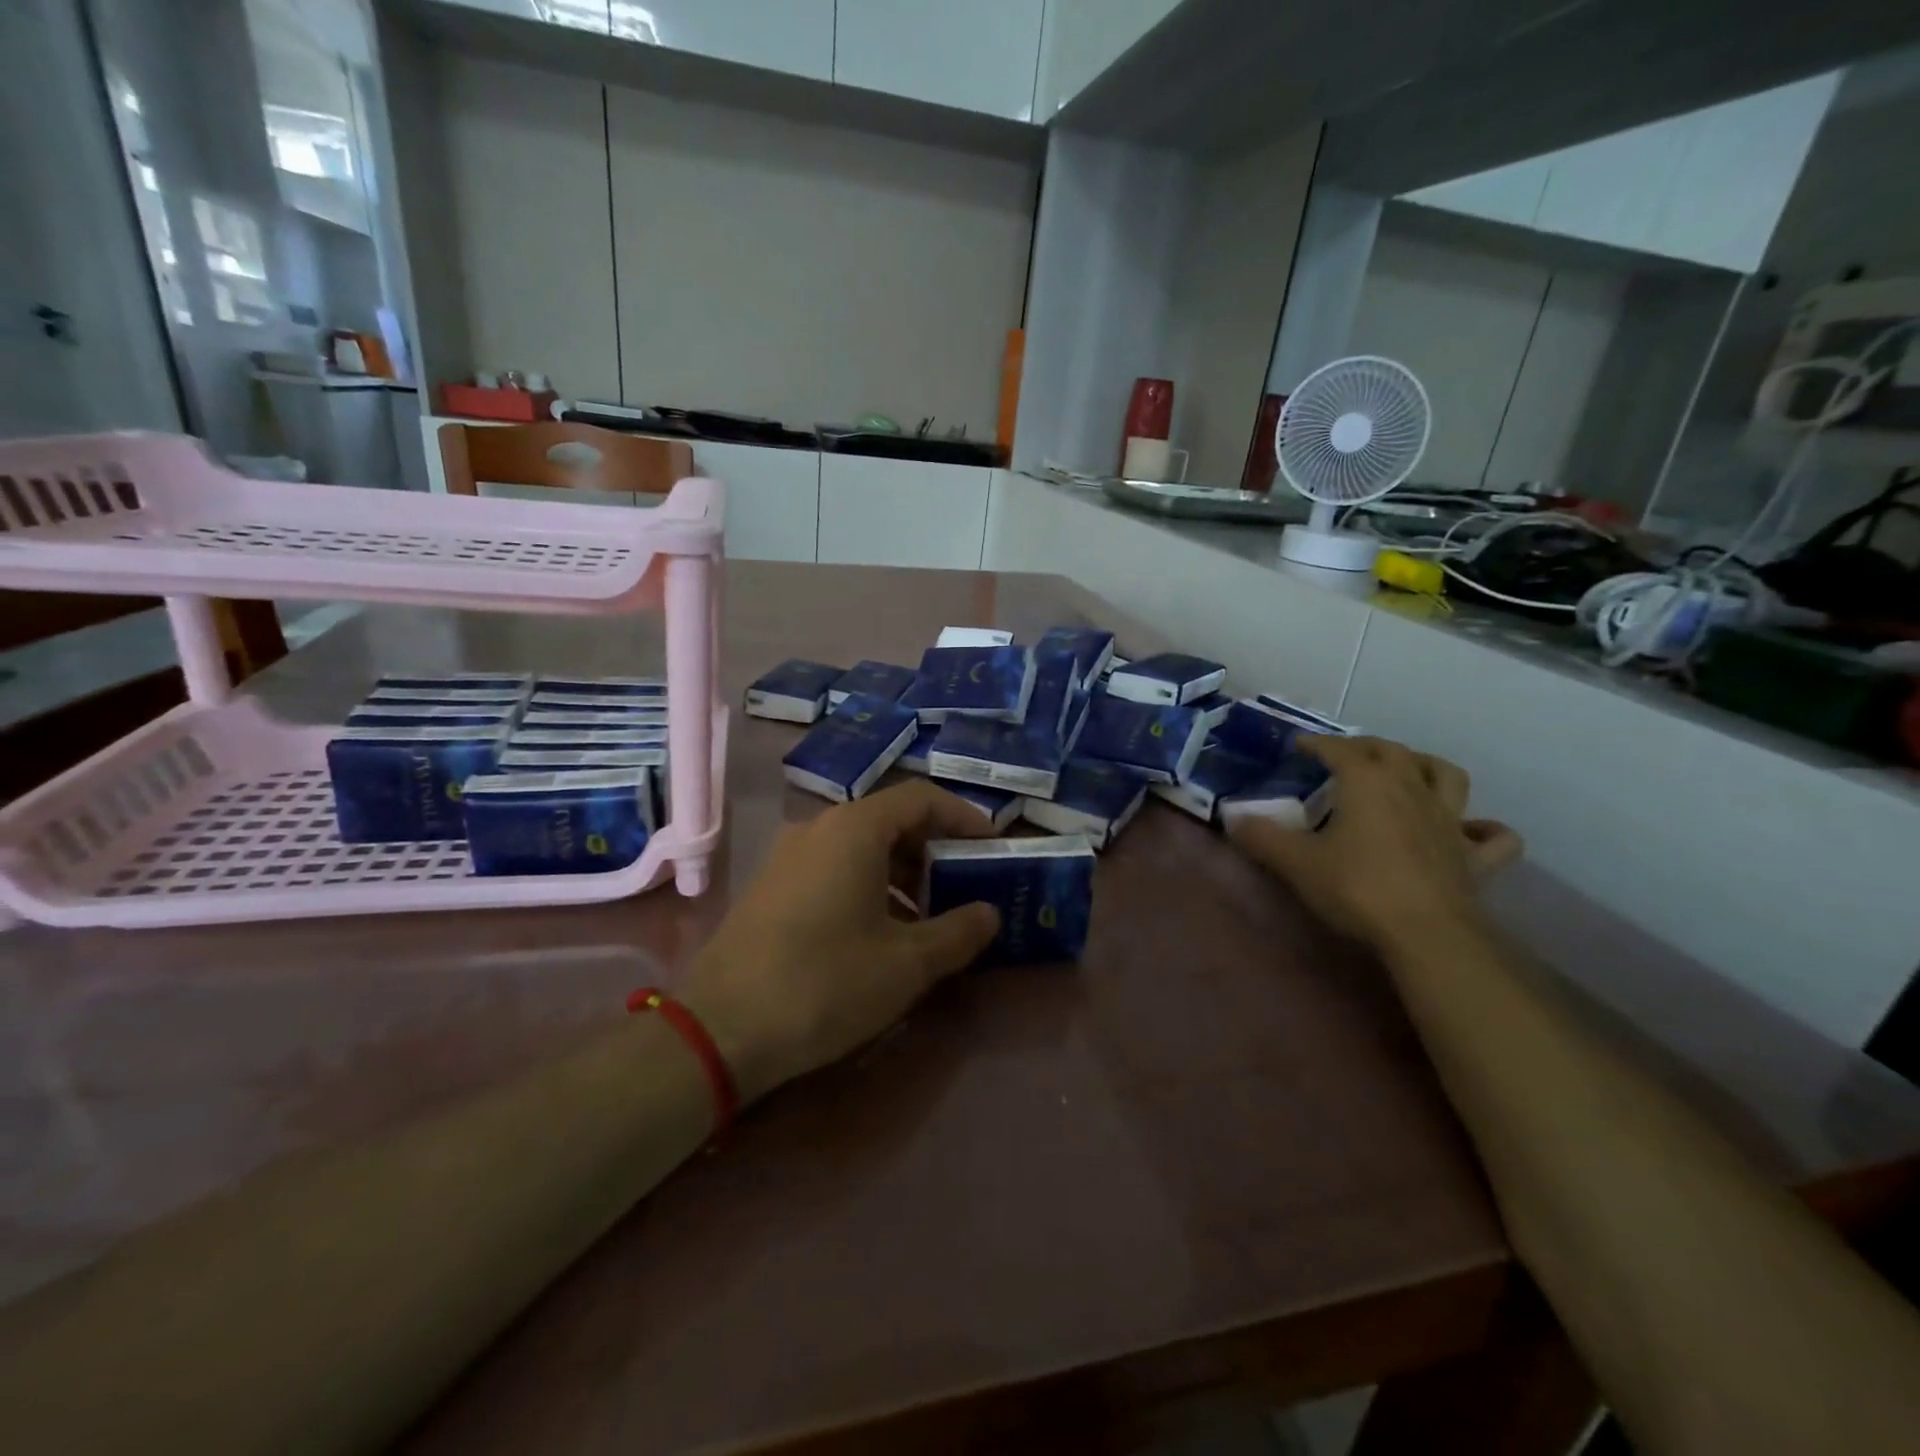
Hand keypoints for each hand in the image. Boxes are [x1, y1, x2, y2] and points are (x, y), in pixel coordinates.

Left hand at [678, 780, 1001, 1103]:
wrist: (718, 1030)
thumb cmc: (826, 983)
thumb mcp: (907, 964)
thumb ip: (958, 932)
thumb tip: (989, 914)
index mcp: (855, 829)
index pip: (922, 798)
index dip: (964, 818)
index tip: (992, 847)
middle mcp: (818, 828)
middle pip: (890, 820)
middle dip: (933, 851)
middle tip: (963, 888)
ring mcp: (788, 857)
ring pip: (860, 848)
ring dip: (901, 874)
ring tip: (926, 919)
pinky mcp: (770, 889)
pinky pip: (832, 870)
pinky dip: (867, 888)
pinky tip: (878, 936)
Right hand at [1228, 736, 1521, 956]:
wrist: (1426, 935)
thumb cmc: (1356, 888)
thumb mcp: (1295, 862)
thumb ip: (1261, 837)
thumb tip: (1232, 818)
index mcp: (1368, 783)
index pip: (1339, 749)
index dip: (1317, 743)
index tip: (1298, 745)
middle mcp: (1412, 789)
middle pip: (1393, 751)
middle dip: (1366, 747)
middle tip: (1346, 755)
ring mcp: (1450, 822)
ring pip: (1448, 776)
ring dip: (1427, 767)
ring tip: (1410, 772)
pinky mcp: (1475, 858)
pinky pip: (1493, 837)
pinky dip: (1484, 829)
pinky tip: (1470, 831)